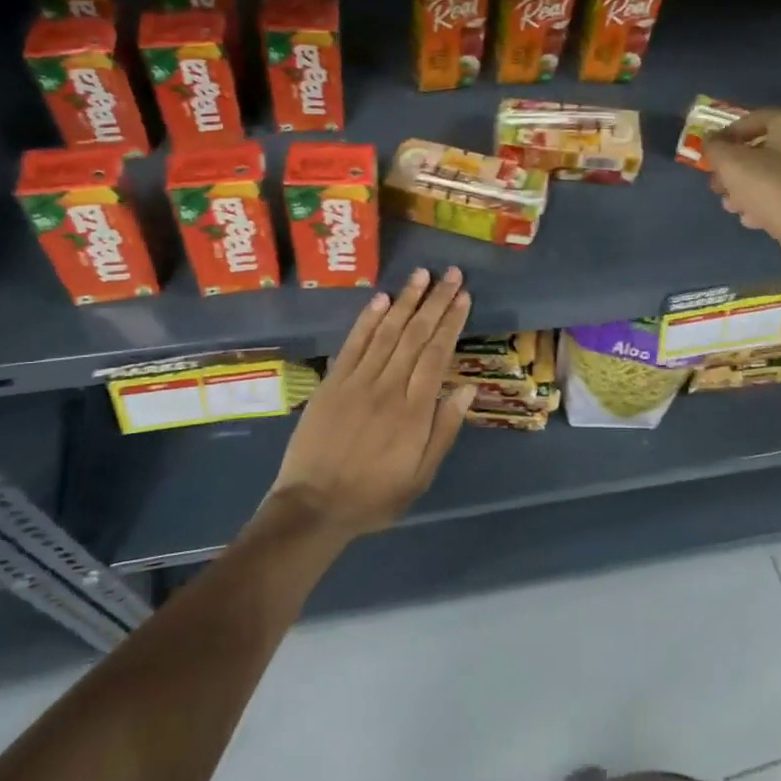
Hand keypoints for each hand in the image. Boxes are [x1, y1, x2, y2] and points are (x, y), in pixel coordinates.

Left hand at [263, 267, 474, 540]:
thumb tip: (468, 388)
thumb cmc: (374, 496)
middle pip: (415, 335)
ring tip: (422, 274)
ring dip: (406, 300)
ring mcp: (357, 382)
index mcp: (414, 411)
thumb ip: (445, 430)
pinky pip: (353, 344)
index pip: (437, 354)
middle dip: (435, 301)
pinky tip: (382, 298)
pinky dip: (368, 319)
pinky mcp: (332, 383)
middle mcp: (388, 388)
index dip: (451, 323)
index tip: (463, 297)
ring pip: (387, 332)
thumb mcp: (421, 475)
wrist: (313, 506)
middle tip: (452, 274)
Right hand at [705, 107, 780, 274]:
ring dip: (751, 188)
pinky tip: (755, 220)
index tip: (708, 157)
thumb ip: (716, 149)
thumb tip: (711, 142)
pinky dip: (774, 201)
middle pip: (766, 149)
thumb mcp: (733, 166)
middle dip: (737, 169)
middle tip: (718, 187)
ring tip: (733, 207)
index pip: (751, 120)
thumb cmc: (776, 190)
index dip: (724, 138)